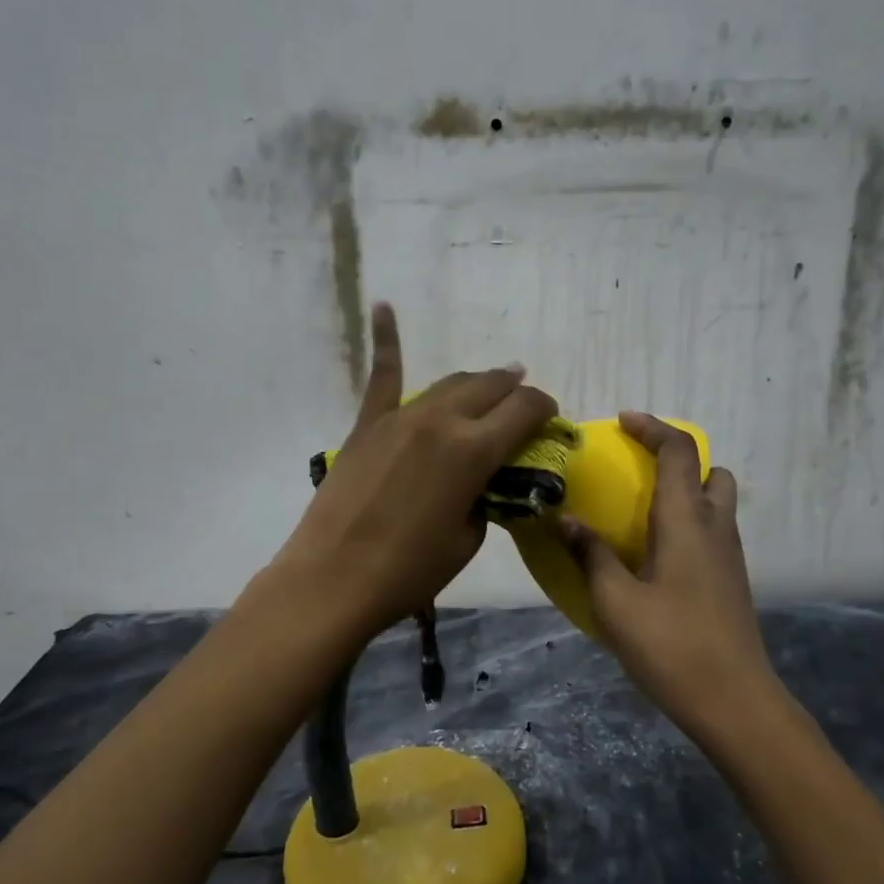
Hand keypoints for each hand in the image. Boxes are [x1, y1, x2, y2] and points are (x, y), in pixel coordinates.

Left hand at [268, 303, 557, 638]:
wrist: (334, 578)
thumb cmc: (409, 570)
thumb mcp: (468, 537)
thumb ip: (484, 498)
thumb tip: (483, 481)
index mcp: (474, 451)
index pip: (524, 410)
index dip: (544, 409)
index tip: (550, 418)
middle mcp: (442, 421)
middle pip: (490, 387)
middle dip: (514, 391)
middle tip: (523, 402)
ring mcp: (400, 417)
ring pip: (449, 383)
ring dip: (476, 382)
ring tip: (492, 381)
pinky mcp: (367, 425)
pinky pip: (382, 376)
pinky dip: (386, 339)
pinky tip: (383, 305)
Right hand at [560, 413, 774, 729]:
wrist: (733, 701)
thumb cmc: (671, 645)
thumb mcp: (616, 601)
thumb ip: (591, 554)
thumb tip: (567, 520)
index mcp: (687, 521)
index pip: (679, 452)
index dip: (653, 428)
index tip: (623, 421)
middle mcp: (716, 527)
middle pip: (710, 471)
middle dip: (677, 459)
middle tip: (639, 472)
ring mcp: (730, 555)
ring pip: (717, 502)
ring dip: (686, 491)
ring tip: (644, 513)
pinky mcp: (733, 580)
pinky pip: (714, 530)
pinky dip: (690, 522)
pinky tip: (657, 555)